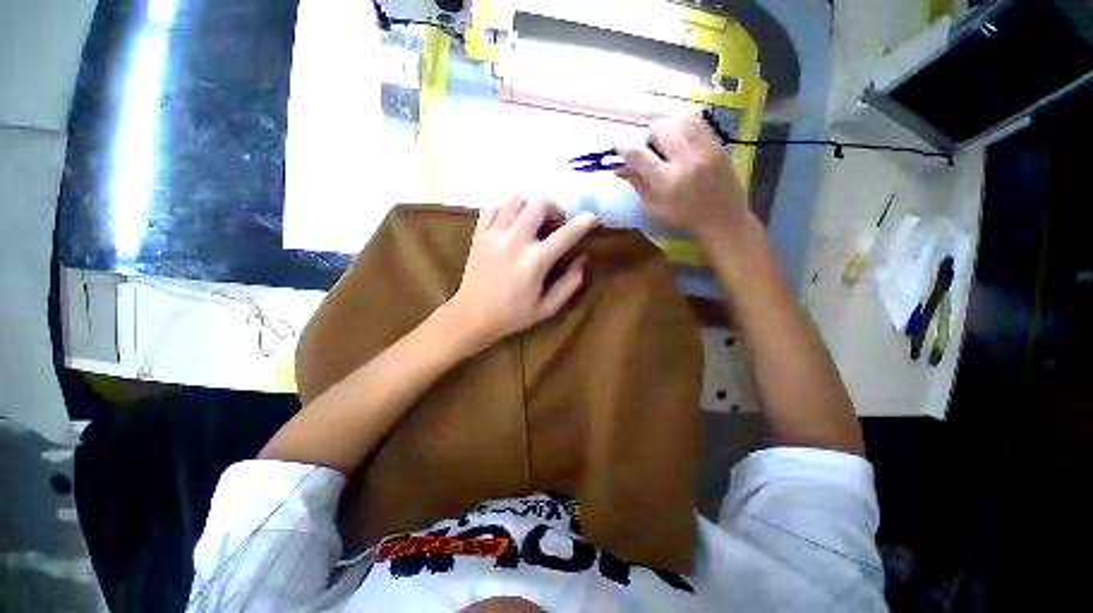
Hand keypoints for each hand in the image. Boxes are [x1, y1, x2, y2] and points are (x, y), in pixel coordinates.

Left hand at [445, 197, 599, 351]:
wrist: (473, 316)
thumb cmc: (513, 315)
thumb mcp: (548, 307)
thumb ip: (570, 283)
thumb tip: (584, 259)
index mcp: (534, 262)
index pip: (566, 234)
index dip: (584, 222)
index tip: (594, 217)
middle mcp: (514, 242)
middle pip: (538, 204)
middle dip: (554, 208)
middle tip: (557, 221)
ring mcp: (493, 235)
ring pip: (515, 200)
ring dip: (530, 204)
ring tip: (534, 218)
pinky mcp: (478, 234)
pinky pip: (492, 207)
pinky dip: (505, 207)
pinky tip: (511, 220)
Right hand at [614, 115, 750, 239]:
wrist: (721, 218)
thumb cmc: (681, 217)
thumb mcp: (652, 207)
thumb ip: (636, 183)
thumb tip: (618, 167)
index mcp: (666, 180)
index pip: (638, 153)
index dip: (621, 143)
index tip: (613, 137)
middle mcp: (686, 159)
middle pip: (660, 127)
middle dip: (649, 136)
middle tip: (652, 151)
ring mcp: (705, 148)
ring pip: (679, 119)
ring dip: (668, 130)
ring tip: (669, 146)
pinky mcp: (718, 143)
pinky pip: (697, 123)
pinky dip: (684, 129)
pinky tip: (684, 144)